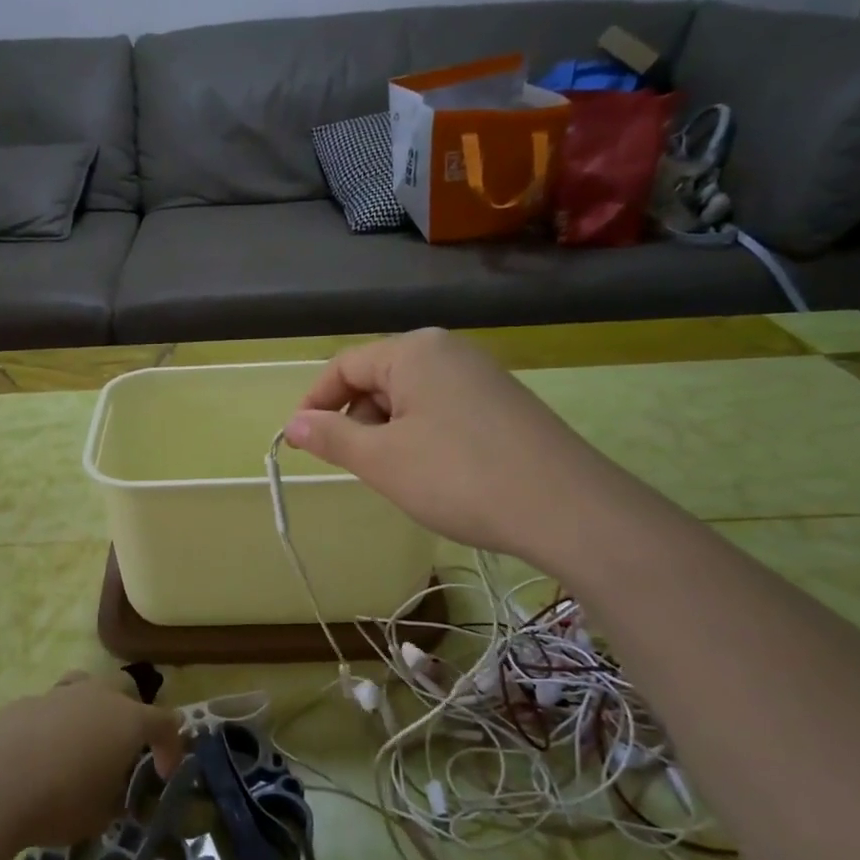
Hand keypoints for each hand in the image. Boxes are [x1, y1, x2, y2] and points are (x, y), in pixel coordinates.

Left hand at [0, 674, 183, 847]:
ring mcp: (59, 694)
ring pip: (85, 688)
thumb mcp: (99, 816)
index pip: (165, 723)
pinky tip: (38, 756)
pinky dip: (53, 726)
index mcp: (128, 720)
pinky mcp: (24, 702)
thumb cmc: (59, 802)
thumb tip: (112, 794)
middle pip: (126, 690)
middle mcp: (98, 696)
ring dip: (90, 711)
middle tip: (121, 749)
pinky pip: (50, 707)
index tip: (163, 774)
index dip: (171, 747)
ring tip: (79, 744)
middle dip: (130, 715)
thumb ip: (114, 799)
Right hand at [283, 328, 633, 571]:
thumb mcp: (382, 460)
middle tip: (356, 467)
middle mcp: (449, 350)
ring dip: (389, 433)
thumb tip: (292, 425)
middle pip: (379, 378)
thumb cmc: (458, 476)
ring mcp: (481, 375)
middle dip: (357, 420)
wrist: (567, 508)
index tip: (300, 443)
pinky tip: (435, 474)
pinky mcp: (504, 403)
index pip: (344, 366)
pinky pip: (443, 410)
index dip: (315, 403)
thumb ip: (331, 437)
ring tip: (398, 476)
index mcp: (414, 350)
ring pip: (411, 398)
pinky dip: (422, 437)